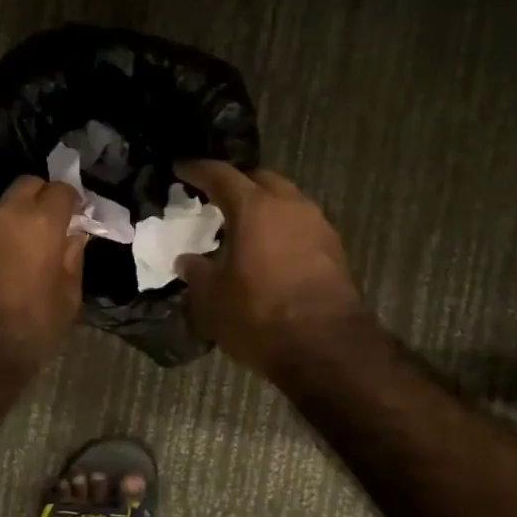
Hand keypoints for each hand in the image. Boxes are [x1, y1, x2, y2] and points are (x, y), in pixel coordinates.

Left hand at [0, 176, 87, 370]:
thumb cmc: (32, 328)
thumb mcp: (68, 297)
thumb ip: (72, 257)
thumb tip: (73, 236)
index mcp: (39, 223)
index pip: (61, 189)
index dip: (73, 202)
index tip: (78, 218)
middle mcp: (4, 215)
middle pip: (27, 185)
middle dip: (42, 198)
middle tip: (52, 226)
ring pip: (1, 207)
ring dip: (16, 218)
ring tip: (24, 248)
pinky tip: (0, 266)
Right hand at [175, 161, 367, 376]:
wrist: (326, 348)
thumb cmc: (259, 316)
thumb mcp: (212, 299)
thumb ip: (197, 272)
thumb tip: (188, 260)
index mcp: (254, 207)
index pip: (220, 175)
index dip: (197, 170)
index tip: (181, 167)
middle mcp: (290, 205)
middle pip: (260, 179)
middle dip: (237, 184)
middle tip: (216, 197)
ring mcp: (318, 225)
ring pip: (286, 201)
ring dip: (264, 207)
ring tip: (243, 227)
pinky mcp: (335, 250)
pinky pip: (301, 226)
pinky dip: (282, 229)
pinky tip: (269, 251)